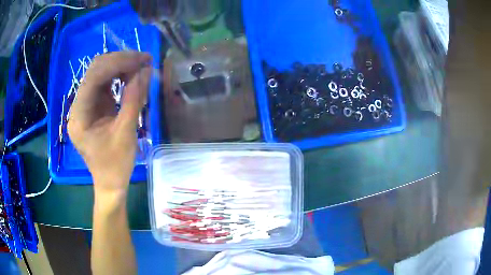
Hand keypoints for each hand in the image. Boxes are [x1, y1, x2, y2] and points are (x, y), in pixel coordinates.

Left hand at [68, 52, 150, 195]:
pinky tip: (132, 77)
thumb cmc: (115, 165)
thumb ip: (133, 99)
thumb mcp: (125, 133)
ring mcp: (85, 104)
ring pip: (100, 73)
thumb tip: (145, 70)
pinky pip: (105, 83)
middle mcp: (78, 106)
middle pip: (95, 70)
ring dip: (121, 66)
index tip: (143, 60)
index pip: (94, 76)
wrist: (110, 182)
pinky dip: (119, 76)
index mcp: (79, 115)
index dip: (119, 63)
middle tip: (144, 61)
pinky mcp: (92, 106)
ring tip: (141, 67)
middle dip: (120, 61)